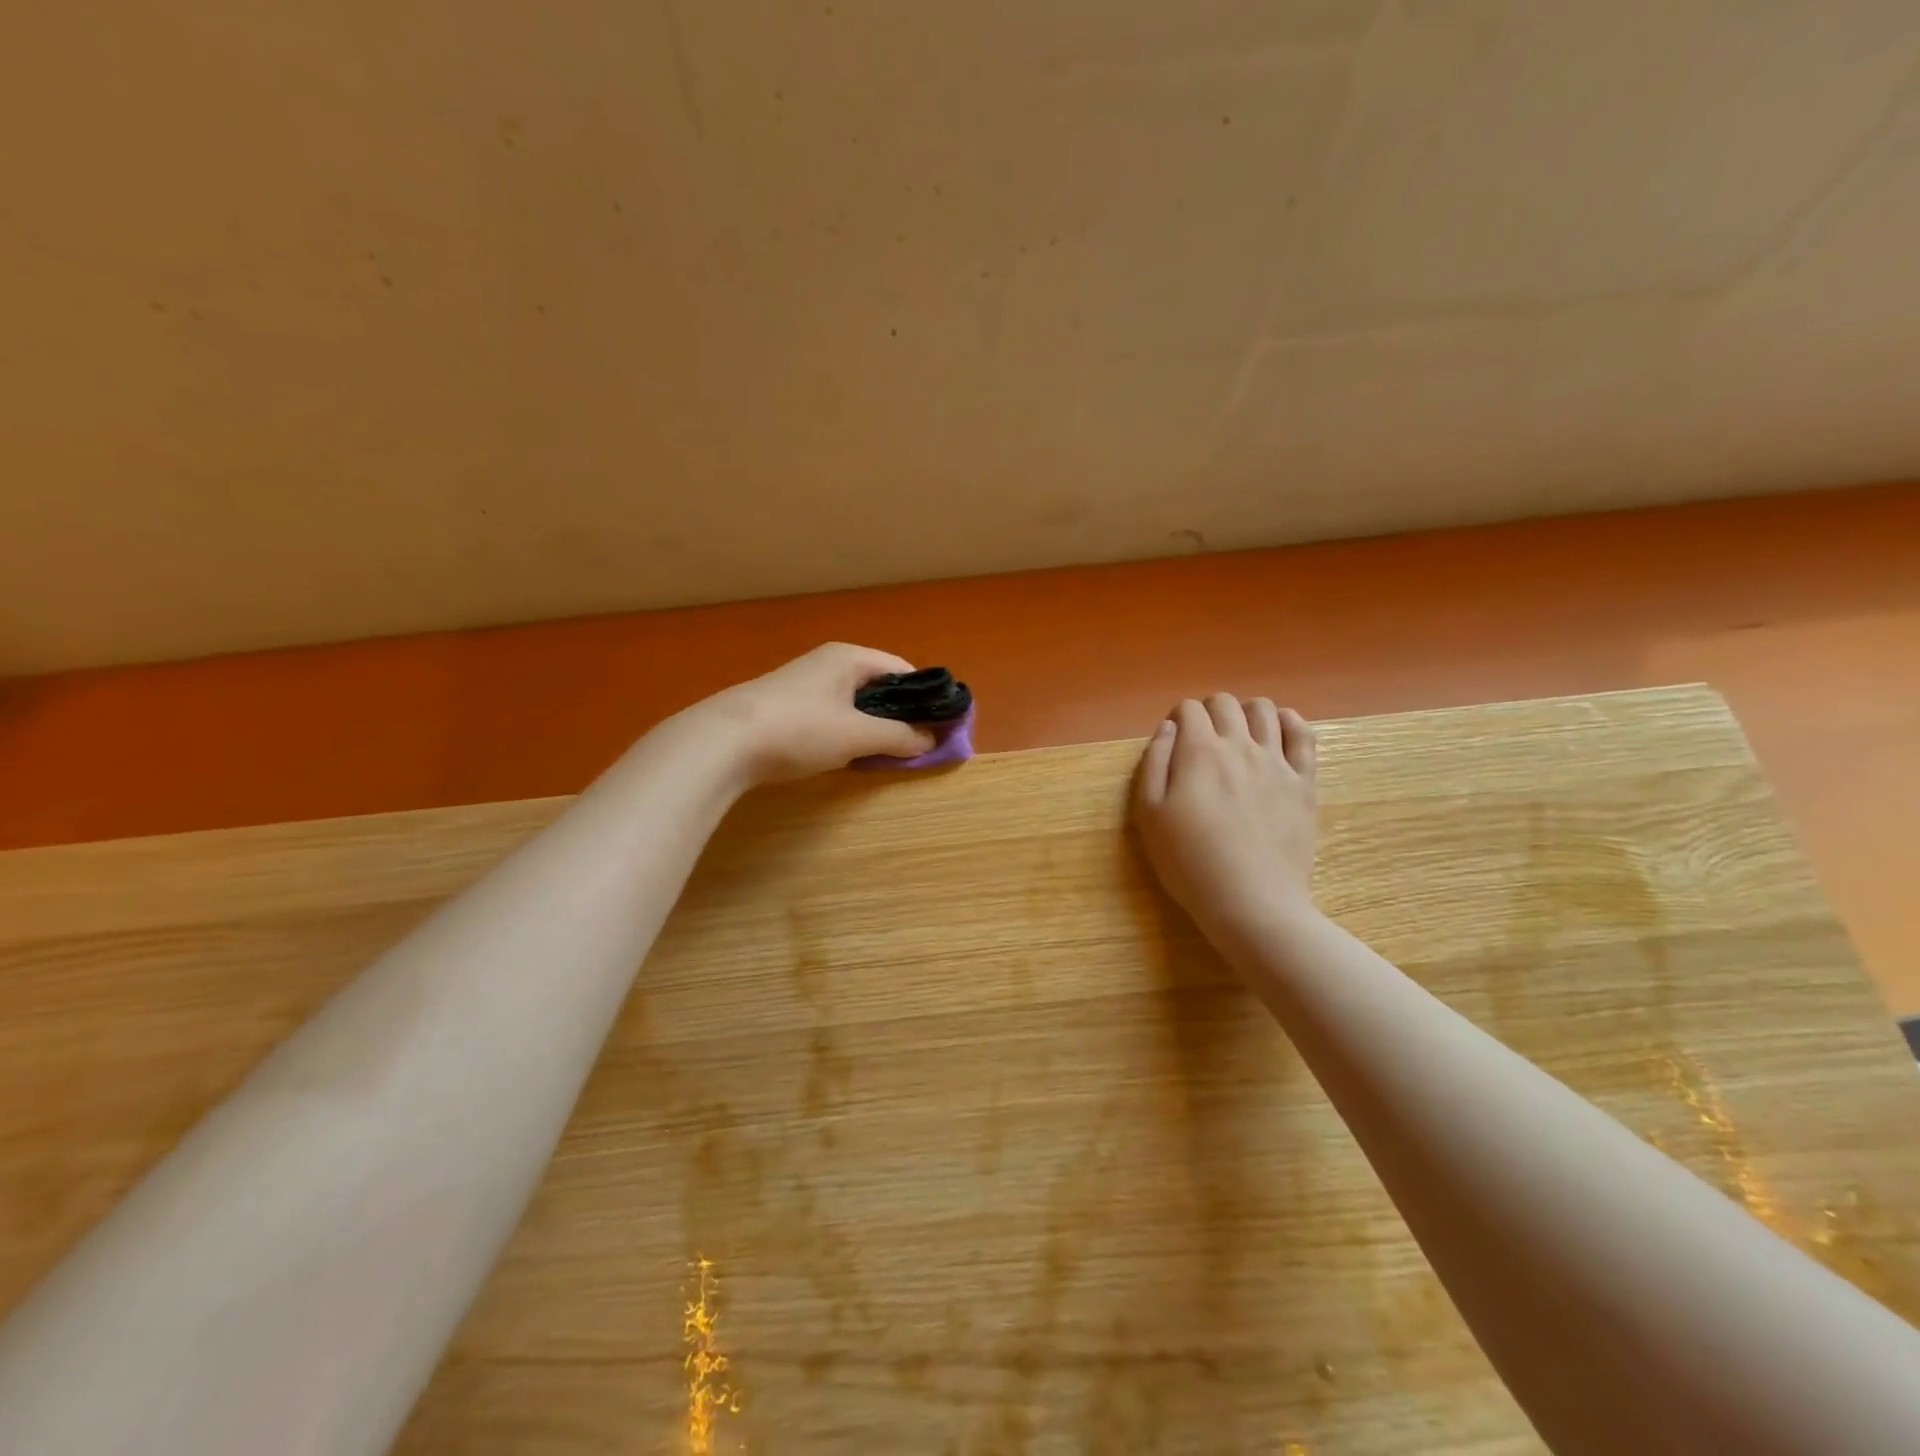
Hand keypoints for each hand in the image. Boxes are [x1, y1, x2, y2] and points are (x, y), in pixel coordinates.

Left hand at [691, 643, 938, 785]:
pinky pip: (831, 714)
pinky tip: (845, 755)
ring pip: (854, 702)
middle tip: (915, 746)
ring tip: (884, 754)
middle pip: (879, 686)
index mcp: (850, 657)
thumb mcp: (857, 736)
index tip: (940, 728)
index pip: (903, 670)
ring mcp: (804, 683)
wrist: (723, 742)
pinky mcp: (786, 705)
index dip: (925, 698)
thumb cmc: (800, 729)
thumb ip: (899, 737)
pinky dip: (846, 732)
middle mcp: (829, 662)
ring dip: (872, 726)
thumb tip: (932, 740)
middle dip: (899, 714)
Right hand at [1131, 695, 1319, 948]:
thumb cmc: (1189, 862)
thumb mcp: (1149, 815)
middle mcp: (1239, 745)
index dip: (1177, 719)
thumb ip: (1154, 763)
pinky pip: (1303, 734)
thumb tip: (1167, 728)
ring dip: (1245, 713)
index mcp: (1199, 752)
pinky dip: (1289, 722)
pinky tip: (1278, 732)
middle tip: (1201, 741)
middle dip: (1208, 712)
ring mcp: (1277, 762)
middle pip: (1225, 703)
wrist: (1251, 901)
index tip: (1174, 742)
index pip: (1188, 709)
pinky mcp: (1304, 782)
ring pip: (1264, 710)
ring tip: (1238, 736)